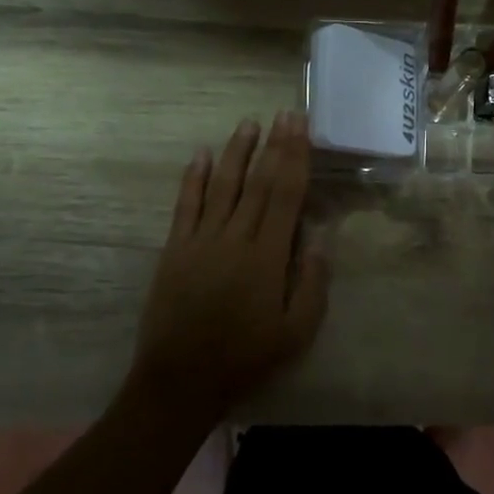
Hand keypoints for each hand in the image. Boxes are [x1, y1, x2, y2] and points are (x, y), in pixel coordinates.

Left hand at [129, 113, 329, 428]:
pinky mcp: (175, 250)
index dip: (294, 157)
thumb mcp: (296, 332)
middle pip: (258, 182)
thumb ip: (312, 283)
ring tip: (248, 123)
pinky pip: (186, 205)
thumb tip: (318, 238)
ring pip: (223, 186)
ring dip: (237, 152)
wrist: (180, 380)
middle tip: (284, 113)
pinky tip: (202, 155)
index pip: (285, 195)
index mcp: (266, 256)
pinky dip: (194, 178)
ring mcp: (200, 241)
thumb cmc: (246, 357)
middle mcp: (234, 238)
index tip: (300, 127)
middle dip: (274, 145)